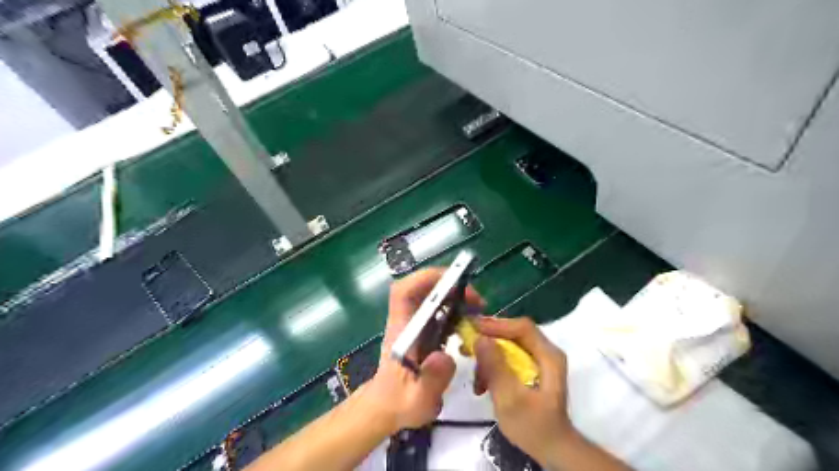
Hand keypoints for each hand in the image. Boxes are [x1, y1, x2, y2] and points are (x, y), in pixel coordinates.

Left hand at [363, 268, 486, 432]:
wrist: (387, 407)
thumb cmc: (399, 403)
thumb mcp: (417, 401)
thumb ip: (431, 381)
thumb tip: (445, 357)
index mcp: (401, 330)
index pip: (404, 292)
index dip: (425, 279)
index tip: (455, 283)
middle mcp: (406, 321)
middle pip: (420, 287)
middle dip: (448, 284)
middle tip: (475, 300)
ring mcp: (414, 323)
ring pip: (431, 296)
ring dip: (454, 294)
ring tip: (477, 308)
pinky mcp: (422, 330)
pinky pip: (438, 309)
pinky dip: (455, 308)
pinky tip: (469, 322)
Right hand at [472, 315, 576, 464]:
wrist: (550, 449)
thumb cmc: (533, 426)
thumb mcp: (510, 398)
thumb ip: (495, 367)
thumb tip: (479, 338)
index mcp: (548, 355)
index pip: (522, 327)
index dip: (497, 325)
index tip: (472, 329)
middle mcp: (544, 352)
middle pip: (513, 334)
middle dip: (488, 341)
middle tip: (465, 347)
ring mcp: (537, 361)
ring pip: (507, 347)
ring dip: (487, 358)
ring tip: (474, 376)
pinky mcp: (529, 370)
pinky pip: (507, 359)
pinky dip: (492, 368)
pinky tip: (482, 385)